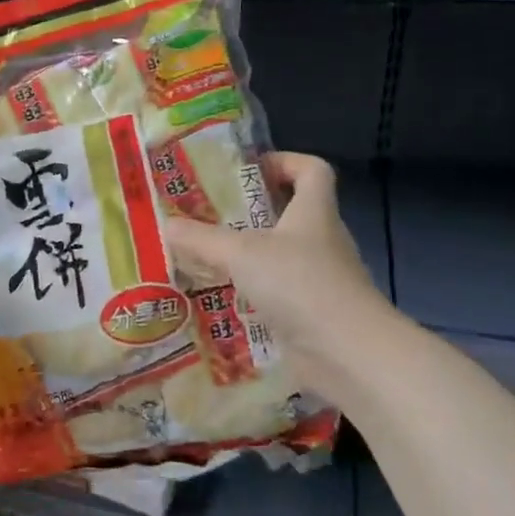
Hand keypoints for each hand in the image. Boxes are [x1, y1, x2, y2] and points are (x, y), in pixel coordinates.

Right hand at [162, 152, 393, 394]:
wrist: (349, 354)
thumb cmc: (300, 284)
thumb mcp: (242, 254)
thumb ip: (201, 239)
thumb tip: (165, 225)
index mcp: (315, 212)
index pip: (313, 170)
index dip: (284, 161)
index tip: (248, 170)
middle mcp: (322, 240)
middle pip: (291, 213)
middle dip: (251, 212)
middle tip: (208, 215)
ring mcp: (320, 279)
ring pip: (281, 256)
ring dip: (248, 255)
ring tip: (205, 257)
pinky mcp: (313, 313)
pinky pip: (278, 293)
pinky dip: (252, 293)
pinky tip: (220, 299)